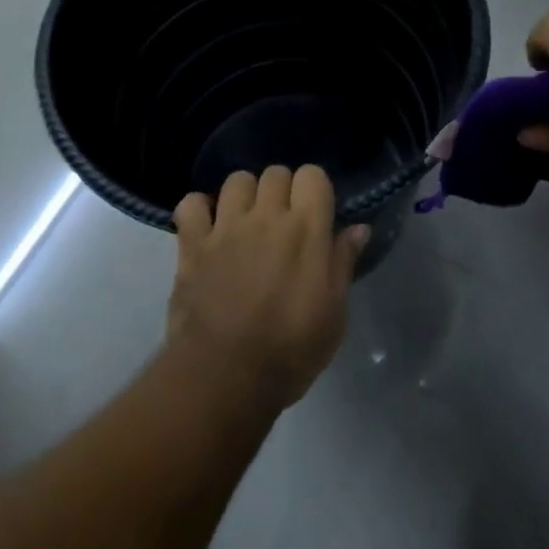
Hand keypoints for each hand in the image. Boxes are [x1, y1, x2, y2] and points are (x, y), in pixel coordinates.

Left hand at [168, 166, 368, 409]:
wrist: (227, 375)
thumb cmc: (292, 350)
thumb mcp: (334, 313)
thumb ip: (343, 263)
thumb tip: (358, 228)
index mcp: (306, 230)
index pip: (312, 175)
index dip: (314, 190)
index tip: (315, 213)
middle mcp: (266, 217)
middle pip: (275, 172)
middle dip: (282, 190)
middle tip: (282, 221)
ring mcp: (225, 227)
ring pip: (236, 180)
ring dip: (244, 195)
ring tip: (245, 221)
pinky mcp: (192, 244)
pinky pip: (191, 203)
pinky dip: (198, 210)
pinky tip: (207, 228)